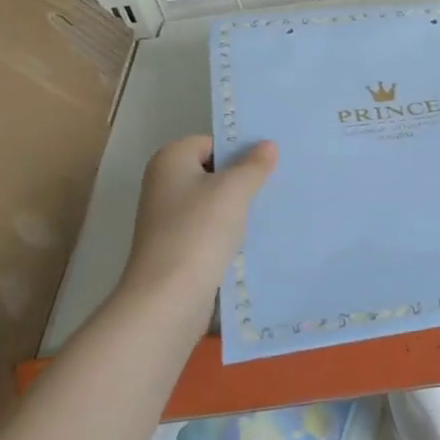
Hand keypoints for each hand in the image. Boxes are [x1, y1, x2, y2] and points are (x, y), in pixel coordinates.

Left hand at [116, 136, 276, 335]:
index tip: (270, 163)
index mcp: (170, 160)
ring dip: (238, 206)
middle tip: (276, 183)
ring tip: (269, 209)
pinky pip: (209, 227)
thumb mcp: (234, 189)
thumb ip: (254, 164)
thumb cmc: (200, 230)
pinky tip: (252, 236)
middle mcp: (163, 183)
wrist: (169, 296)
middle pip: (212, 171)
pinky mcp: (176, 246)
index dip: (240, 151)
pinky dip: (228, 230)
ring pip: (213, 201)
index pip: (212, 142)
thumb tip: (267, 145)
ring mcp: (167, 217)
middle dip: (242, 178)